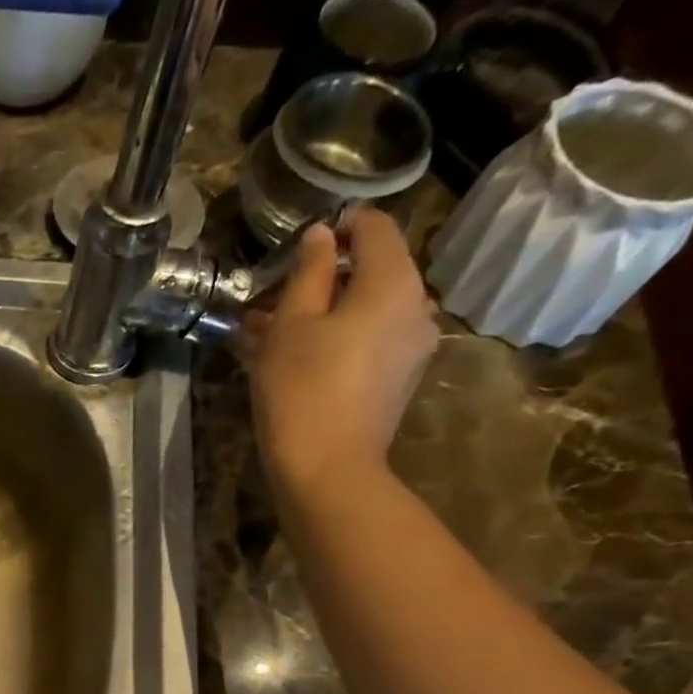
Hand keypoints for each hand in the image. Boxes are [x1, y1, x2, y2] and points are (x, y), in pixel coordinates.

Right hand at [247, 209, 439, 497]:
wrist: (327, 468)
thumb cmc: (301, 390)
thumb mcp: (290, 326)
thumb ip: (308, 273)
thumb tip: (319, 236)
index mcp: (392, 283)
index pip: (375, 229)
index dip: (341, 225)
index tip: (304, 241)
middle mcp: (416, 306)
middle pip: (374, 271)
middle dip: (327, 277)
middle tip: (278, 295)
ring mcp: (412, 346)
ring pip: (367, 310)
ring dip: (326, 312)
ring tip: (275, 331)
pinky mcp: (399, 379)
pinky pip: (369, 340)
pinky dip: (337, 338)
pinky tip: (298, 357)